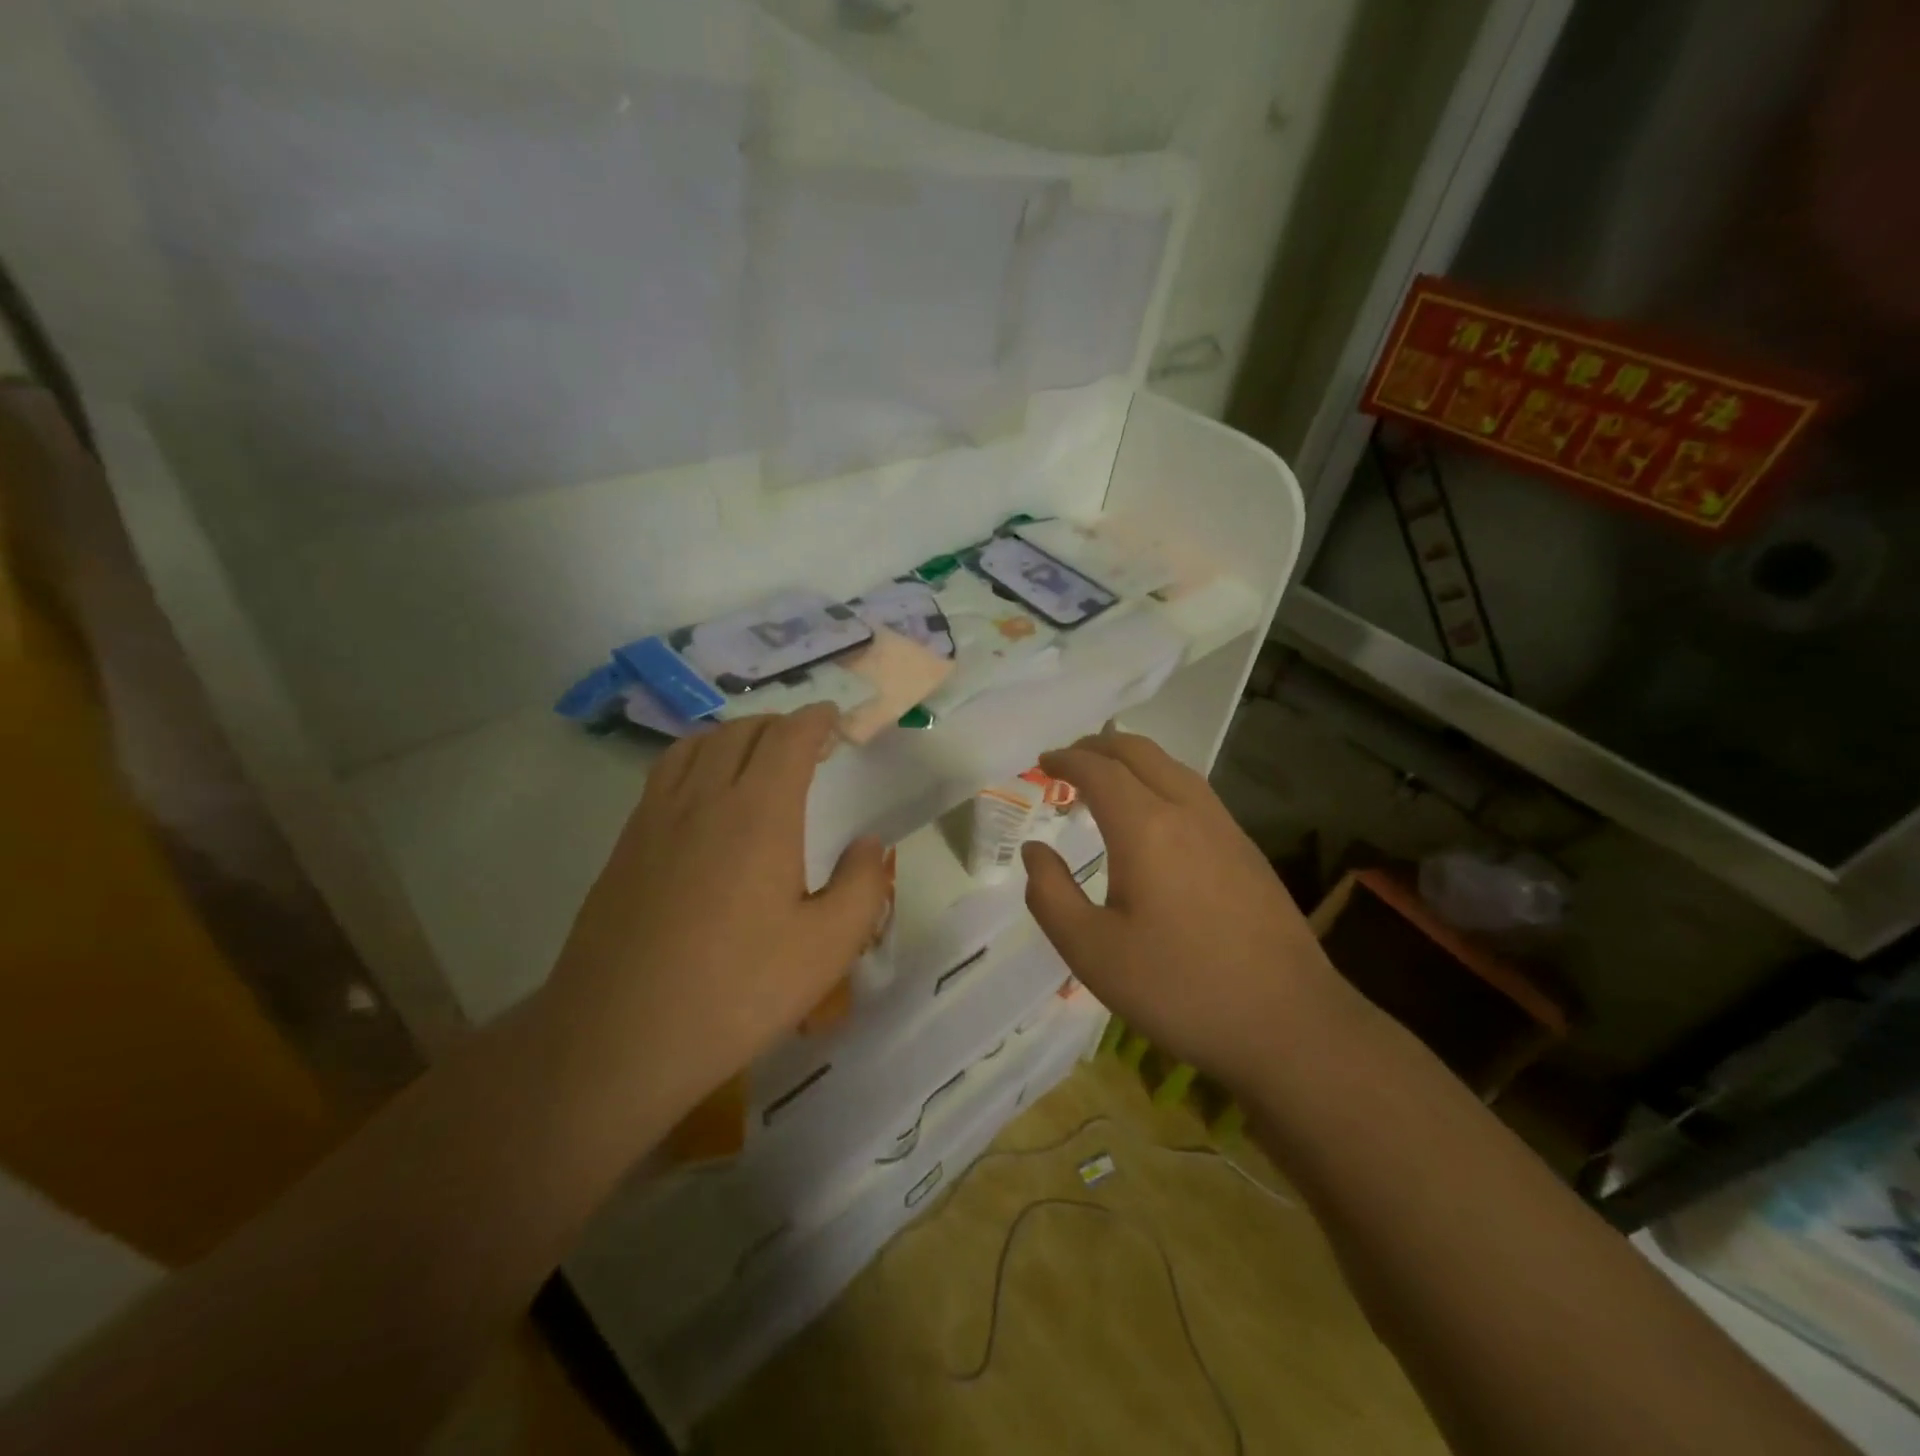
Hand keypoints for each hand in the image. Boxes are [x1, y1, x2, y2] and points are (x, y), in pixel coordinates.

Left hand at [543, 705, 886, 1121]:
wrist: (617, 1039)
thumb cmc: (737, 992)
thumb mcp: (828, 948)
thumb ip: (862, 886)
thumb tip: (868, 845)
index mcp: (759, 813)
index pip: (789, 738)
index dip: (816, 720)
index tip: (835, 718)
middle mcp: (704, 800)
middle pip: (741, 732)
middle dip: (779, 724)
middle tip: (806, 741)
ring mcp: (655, 820)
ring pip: (696, 746)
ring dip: (733, 735)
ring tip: (755, 753)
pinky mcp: (625, 847)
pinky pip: (664, 775)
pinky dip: (695, 759)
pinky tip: (703, 794)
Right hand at [1021, 730, 1352, 1092]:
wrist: (1288, 1023)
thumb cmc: (1178, 988)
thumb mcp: (1091, 951)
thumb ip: (1050, 894)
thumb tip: (1034, 850)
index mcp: (1146, 828)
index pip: (1099, 771)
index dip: (1067, 760)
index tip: (1042, 762)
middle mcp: (1188, 812)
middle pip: (1140, 753)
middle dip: (1099, 747)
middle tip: (1069, 760)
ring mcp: (1226, 829)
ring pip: (1174, 768)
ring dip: (1134, 760)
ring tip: (1107, 778)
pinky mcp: (1248, 851)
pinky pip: (1196, 793)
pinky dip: (1162, 781)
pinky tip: (1156, 815)